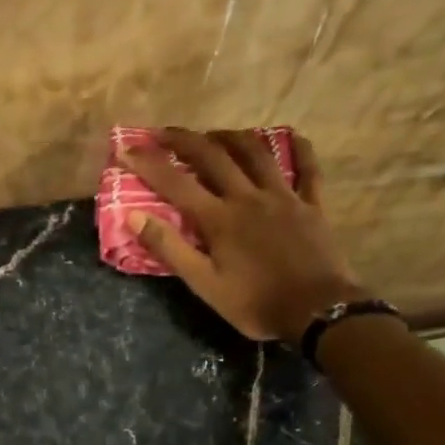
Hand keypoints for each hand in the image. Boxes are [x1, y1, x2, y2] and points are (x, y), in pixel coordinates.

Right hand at [120, 130, 364, 341]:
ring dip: (230, 137)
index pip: (175, 183)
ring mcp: (284, 196)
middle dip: (184, 139)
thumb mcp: (203, 284)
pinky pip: (307, 167)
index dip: (148, 163)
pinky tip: (289, 137)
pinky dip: (298, 147)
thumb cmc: (254, 303)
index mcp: (219, 218)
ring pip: (256, 152)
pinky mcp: (312, 204)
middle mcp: (248, 197)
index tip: (126, 148)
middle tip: (163, 133)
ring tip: (213, 134)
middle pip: (213, 156)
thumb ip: (169, 248)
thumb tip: (134, 217)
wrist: (318, 312)